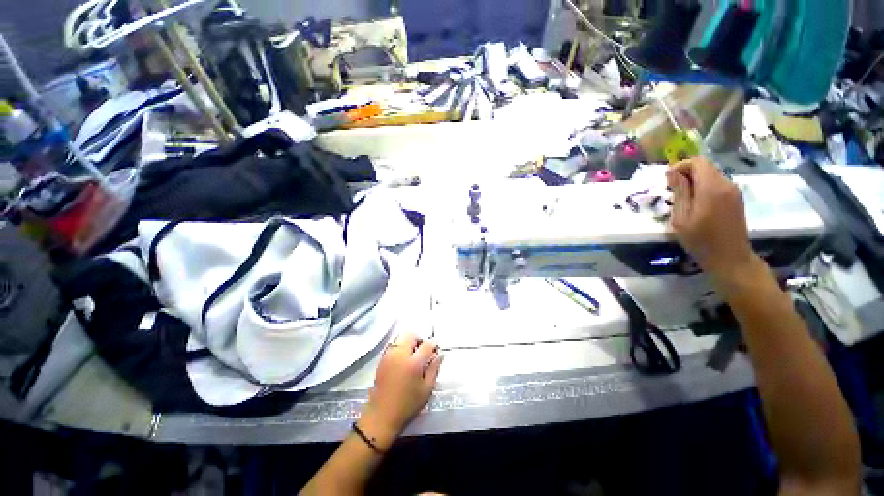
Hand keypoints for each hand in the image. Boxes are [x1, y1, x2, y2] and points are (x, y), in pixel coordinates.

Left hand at [358, 333, 441, 449]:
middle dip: (419, 339)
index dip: (434, 344)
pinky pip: (393, 344)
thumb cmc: (408, 404)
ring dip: (409, 341)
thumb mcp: (427, 389)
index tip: (436, 348)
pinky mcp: (382, 358)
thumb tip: (440, 354)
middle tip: (423, 351)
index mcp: (413, 363)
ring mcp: (389, 355)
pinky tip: (403, 358)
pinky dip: (400, 345)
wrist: (382, 415)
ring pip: (401, 337)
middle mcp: (400, 354)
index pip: (427, 344)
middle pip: (411, 335)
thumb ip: (434, 368)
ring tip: (413, 354)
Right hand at [666, 157, 757, 280]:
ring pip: (711, 175)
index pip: (697, 162)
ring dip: (695, 181)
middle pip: (705, 167)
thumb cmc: (700, 240)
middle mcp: (726, 184)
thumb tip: (672, 172)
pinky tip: (696, 204)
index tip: (667, 180)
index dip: (680, 166)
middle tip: (671, 190)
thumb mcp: (681, 217)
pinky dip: (704, 187)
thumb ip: (679, 192)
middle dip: (686, 173)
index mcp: (712, 188)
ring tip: (682, 199)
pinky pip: (718, 184)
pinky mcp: (736, 199)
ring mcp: (734, 191)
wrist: (730, 258)